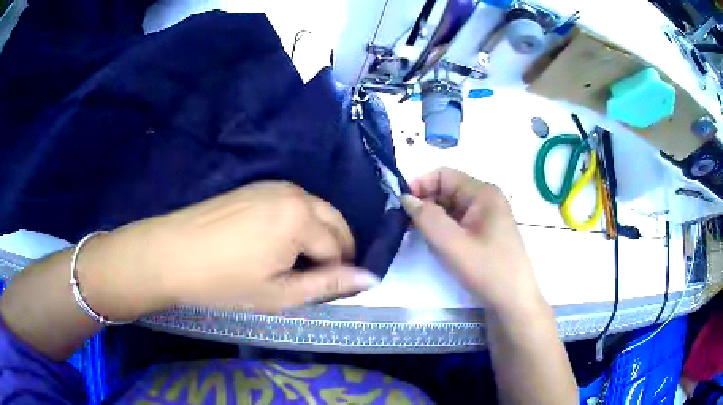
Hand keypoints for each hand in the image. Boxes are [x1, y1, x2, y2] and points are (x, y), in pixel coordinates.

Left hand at [78, 182, 380, 319]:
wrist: (171, 253)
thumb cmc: (225, 282)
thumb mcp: (280, 293)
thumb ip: (328, 284)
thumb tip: (369, 278)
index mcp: (301, 217)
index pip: (337, 247)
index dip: (337, 273)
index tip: (325, 292)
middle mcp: (293, 193)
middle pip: (334, 221)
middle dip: (337, 249)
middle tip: (321, 278)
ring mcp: (272, 186)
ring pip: (315, 210)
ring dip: (319, 235)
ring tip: (300, 264)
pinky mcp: (255, 187)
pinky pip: (293, 203)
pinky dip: (299, 223)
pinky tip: (279, 243)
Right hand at [401, 168, 543, 313]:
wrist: (514, 302)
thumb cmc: (487, 271)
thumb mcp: (452, 244)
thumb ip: (426, 218)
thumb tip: (405, 197)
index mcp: (483, 193)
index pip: (443, 175)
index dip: (420, 185)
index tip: (400, 206)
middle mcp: (486, 198)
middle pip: (447, 189)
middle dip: (425, 203)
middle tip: (405, 225)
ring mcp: (487, 215)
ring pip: (451, 207)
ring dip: (433, 218)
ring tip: (420, 237)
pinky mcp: (486, 232)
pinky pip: (459, 221)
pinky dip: (444, 229)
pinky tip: (437, 244)